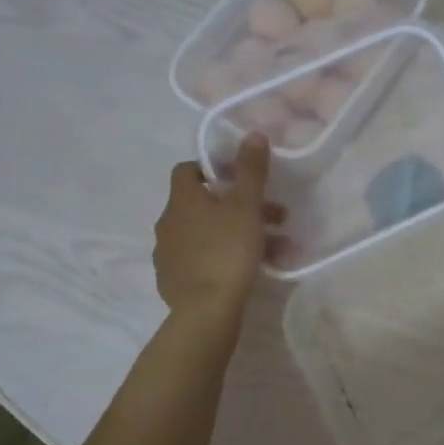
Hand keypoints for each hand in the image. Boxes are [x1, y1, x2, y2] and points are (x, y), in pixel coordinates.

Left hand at [154, 134, 281, 323]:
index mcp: (182, 200)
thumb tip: (253, 134)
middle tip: (275, 218)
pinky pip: (202, 261)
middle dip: (240, 207)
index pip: (188, 170)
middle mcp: (168, 222)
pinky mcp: (173, 282)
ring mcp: (168, 254)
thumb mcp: (246, 206)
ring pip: (207, 235)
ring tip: (275, 250)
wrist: (205, 311)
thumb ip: (251, 170)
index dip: (213, 170)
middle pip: (203, 205)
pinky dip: (224, 259)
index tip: (241, 180)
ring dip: (238, 235)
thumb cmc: (228, 250)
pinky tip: (250, 272)